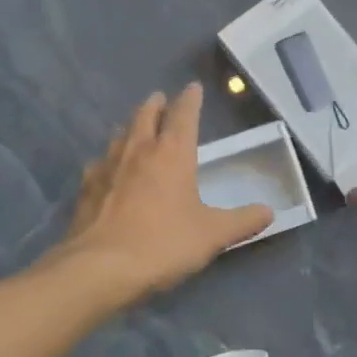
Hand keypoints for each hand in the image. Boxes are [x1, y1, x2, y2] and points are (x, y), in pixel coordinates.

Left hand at [58, 84, 272, 300]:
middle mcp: (138, 151)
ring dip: (130, 127)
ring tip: (135, 128)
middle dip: (155, 105)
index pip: (183, 115)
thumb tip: (270, 212)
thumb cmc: (164, 243)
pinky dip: (107, 159)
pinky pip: (98, 164)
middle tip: (160, 99)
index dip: (190, 100)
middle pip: (145, 116)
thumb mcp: (212, 235)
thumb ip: (243, 221)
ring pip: (120, 136)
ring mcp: (107, 167)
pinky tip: (106, 169)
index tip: (193, 88)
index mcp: (172, 154)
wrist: (100, 268)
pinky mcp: (86, 189)